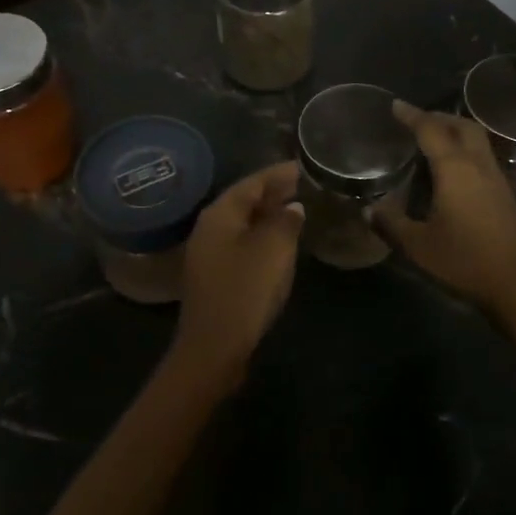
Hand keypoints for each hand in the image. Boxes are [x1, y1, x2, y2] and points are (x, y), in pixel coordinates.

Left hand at [174, 161, 305, 380]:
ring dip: (269, 215)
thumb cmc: (245, 291)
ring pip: (244, 223)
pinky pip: (242, 243)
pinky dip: (263, 236)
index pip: (252, 182)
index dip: (279, 173)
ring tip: (299, 209)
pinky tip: (281, 243)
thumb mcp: (273, 250)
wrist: (214, 348)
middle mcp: (210, 227)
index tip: (304, 166)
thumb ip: (286, 221)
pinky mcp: (215, 275)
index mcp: (220, 214)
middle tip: (306, 186)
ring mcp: (209, 253)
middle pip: (245, 200)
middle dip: (274, 192)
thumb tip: (293, 206)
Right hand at [373, 102, 515, 320]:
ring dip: (455, 131)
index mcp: (454, 169)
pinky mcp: (505, 194)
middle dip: (438, 117)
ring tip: (432, 140)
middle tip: (415, 120)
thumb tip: (368, 210)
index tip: (395, 105)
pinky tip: (452, 170)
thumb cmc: (465, 261)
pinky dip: (465, 150)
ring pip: (476, 140)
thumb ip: (391, 224)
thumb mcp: (418, 246)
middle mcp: (477, 165)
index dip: (411, 115)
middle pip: (461, 126)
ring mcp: (496, 178)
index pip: (430, 130)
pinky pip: (482, 157)